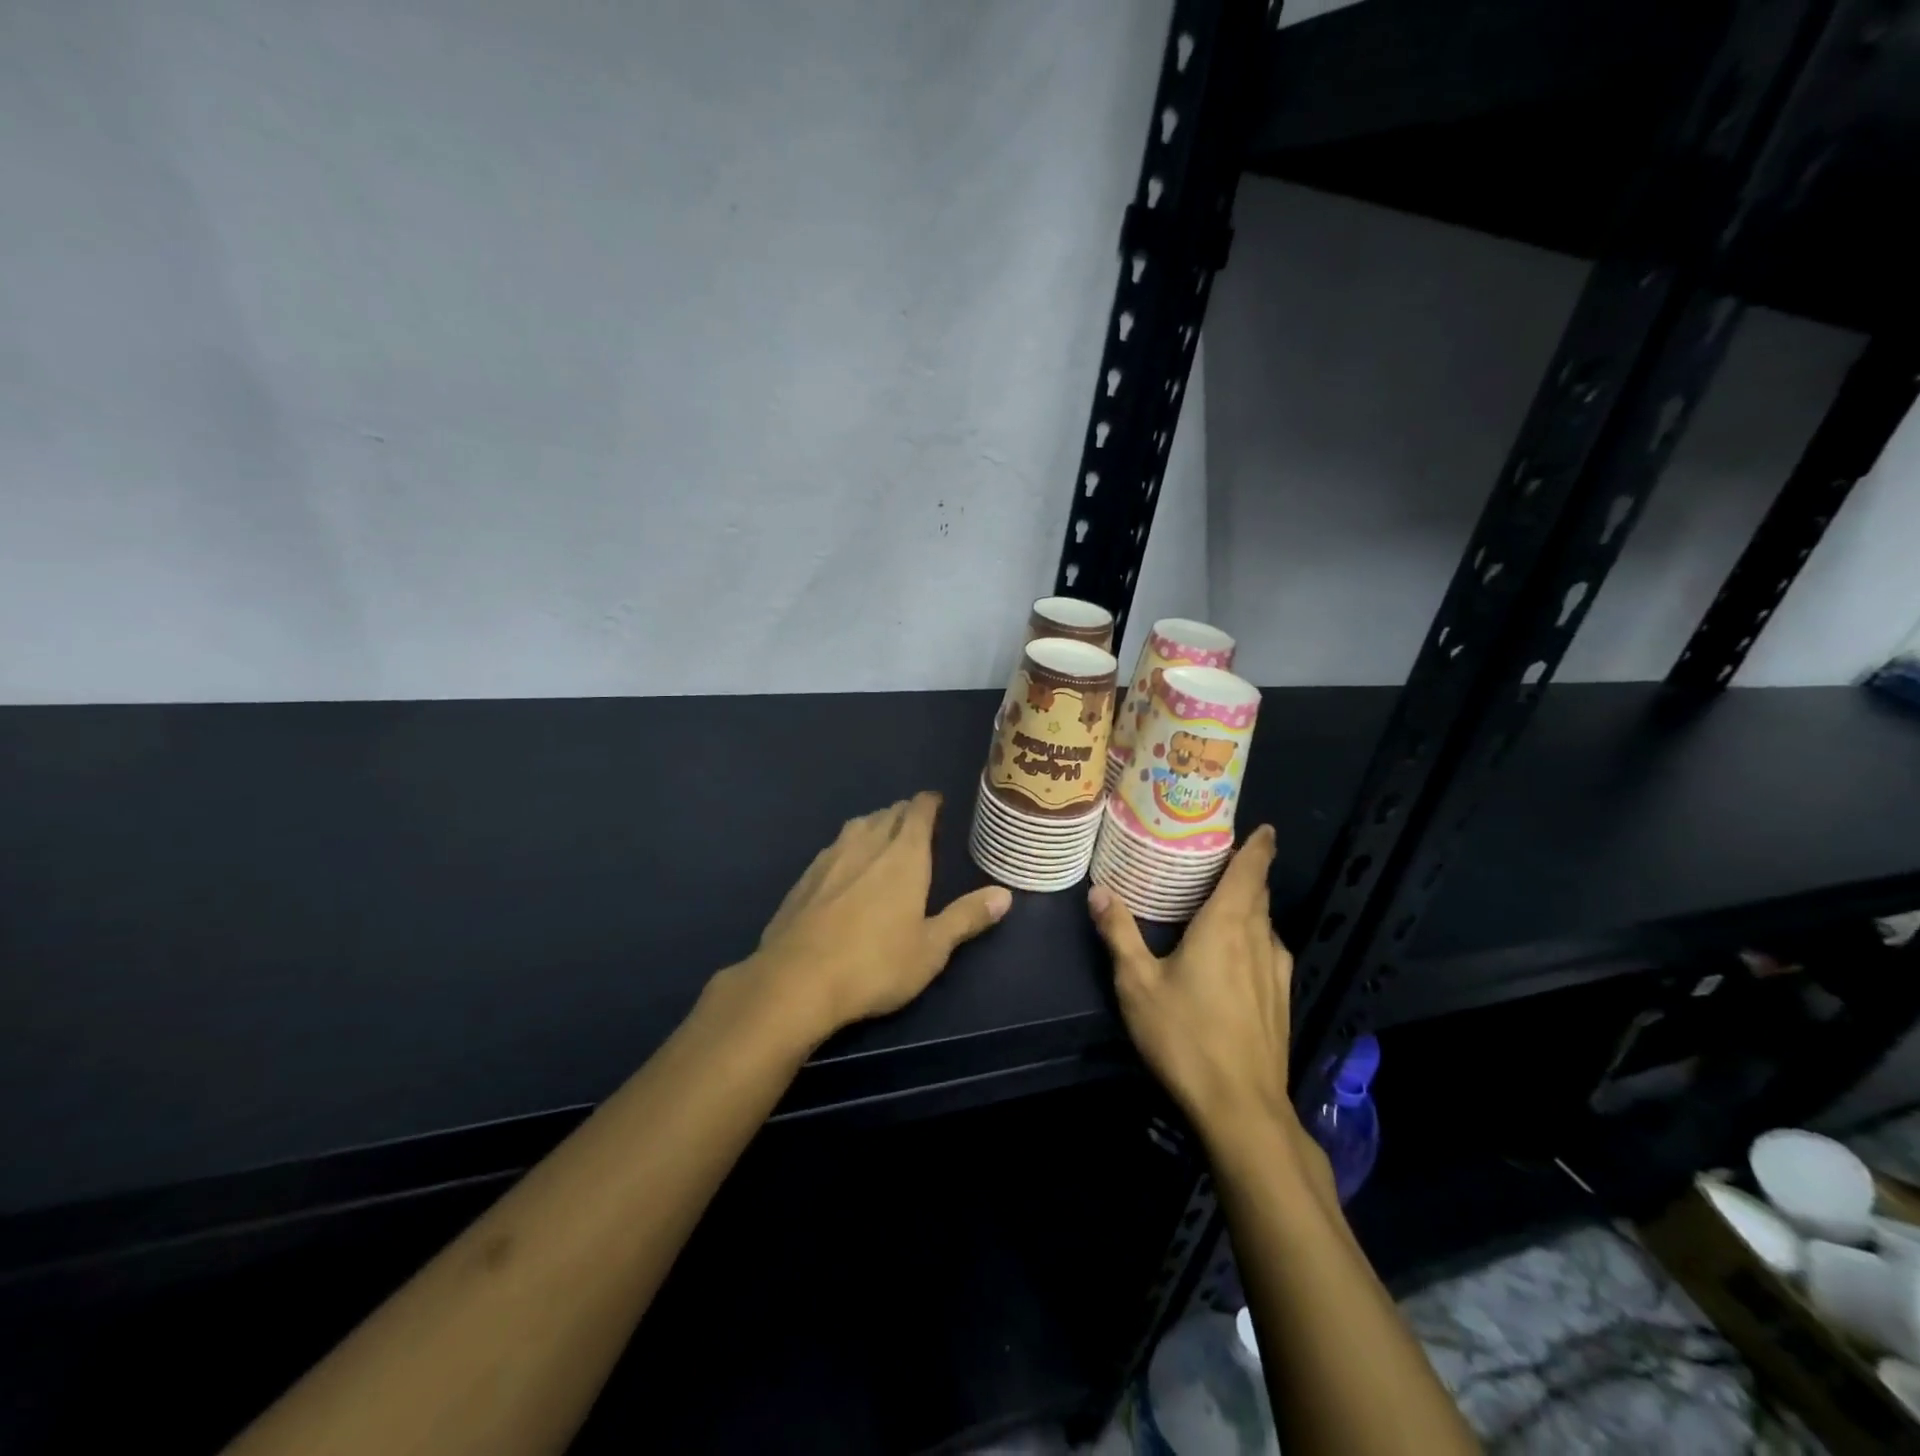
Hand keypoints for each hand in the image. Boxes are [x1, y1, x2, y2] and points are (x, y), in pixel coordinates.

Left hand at [750, 792, 1011, 1038]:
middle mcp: (866, 845)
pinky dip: (848, 846)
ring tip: (883, 836)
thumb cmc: (875, 964)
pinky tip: (845, 867)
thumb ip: (966, 918)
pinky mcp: (804, 878)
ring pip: (857, 826)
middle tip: (916, 823)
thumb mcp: (931, 949)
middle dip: (904, 812)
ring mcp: (830, 858)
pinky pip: (833, 847)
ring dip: (874, 824)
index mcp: (903, 856)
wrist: (796, 980)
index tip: (936, 801)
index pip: (918, 811)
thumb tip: (1004, 894)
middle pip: (887, 813)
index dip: (929, 802)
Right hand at [1087, 825, 1293, 1137]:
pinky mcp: (1281, 1000)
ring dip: (1251, 906)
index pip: (1250, 871)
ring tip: (1223, 901)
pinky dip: (1256, 936)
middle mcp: (1257, 939)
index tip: (1263, 827)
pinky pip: (1270, 951)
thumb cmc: (1185, 1036)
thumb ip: (1119, 933)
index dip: (1259, 846)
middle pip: (1259, 894)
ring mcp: (1276, 972)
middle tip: (1219, 859)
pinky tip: (1238, 954)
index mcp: (1226, 925)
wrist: (1242, 1108)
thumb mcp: (1137, 984)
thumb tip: (1098, 891)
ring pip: (1266, 923)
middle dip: (1247, 872)